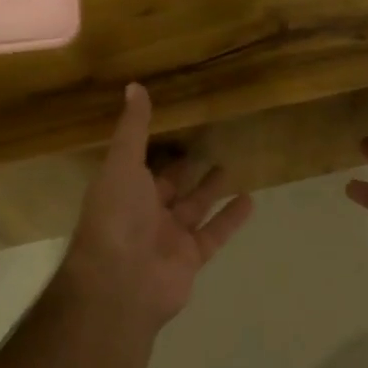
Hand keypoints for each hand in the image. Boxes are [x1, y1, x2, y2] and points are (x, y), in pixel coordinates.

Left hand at [63, 84, 254, 328]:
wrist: (121, 281)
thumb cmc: (117, 216)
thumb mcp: (122, 164)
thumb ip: (133, 129)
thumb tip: (135, 86)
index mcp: (124, 190)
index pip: (142, 165)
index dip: (158, 148)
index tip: (177, 126)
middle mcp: (144, 213)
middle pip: (170, 186)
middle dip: (186, 169)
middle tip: (209, 145)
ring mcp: (168, 237)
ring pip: (194, 208)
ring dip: (210, 190)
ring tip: (231, 166)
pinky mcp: (191, 256)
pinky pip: (214, 233)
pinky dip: (231, 218)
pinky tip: (251, 199)